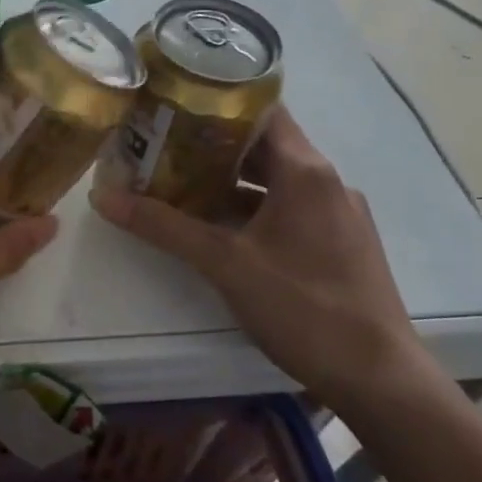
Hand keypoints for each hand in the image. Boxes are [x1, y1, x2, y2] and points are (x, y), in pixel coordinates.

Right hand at [91, 107, 429, 411]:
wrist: (379, 378)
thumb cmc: (303, 307)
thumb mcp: (224, 263)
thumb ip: (163, 227)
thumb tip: (103, 197)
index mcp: (305, 170)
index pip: (261, 110)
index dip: (217, 102)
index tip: (173, 105)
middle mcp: (326, 181)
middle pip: (264, 145)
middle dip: (212, 145)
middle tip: (161, 146)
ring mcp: (338, 213)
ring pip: (276, 180)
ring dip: (230, 180)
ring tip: (180, 184)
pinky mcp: (340, 243)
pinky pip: (290, 208)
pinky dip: (253, 207)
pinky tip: (220, 228)